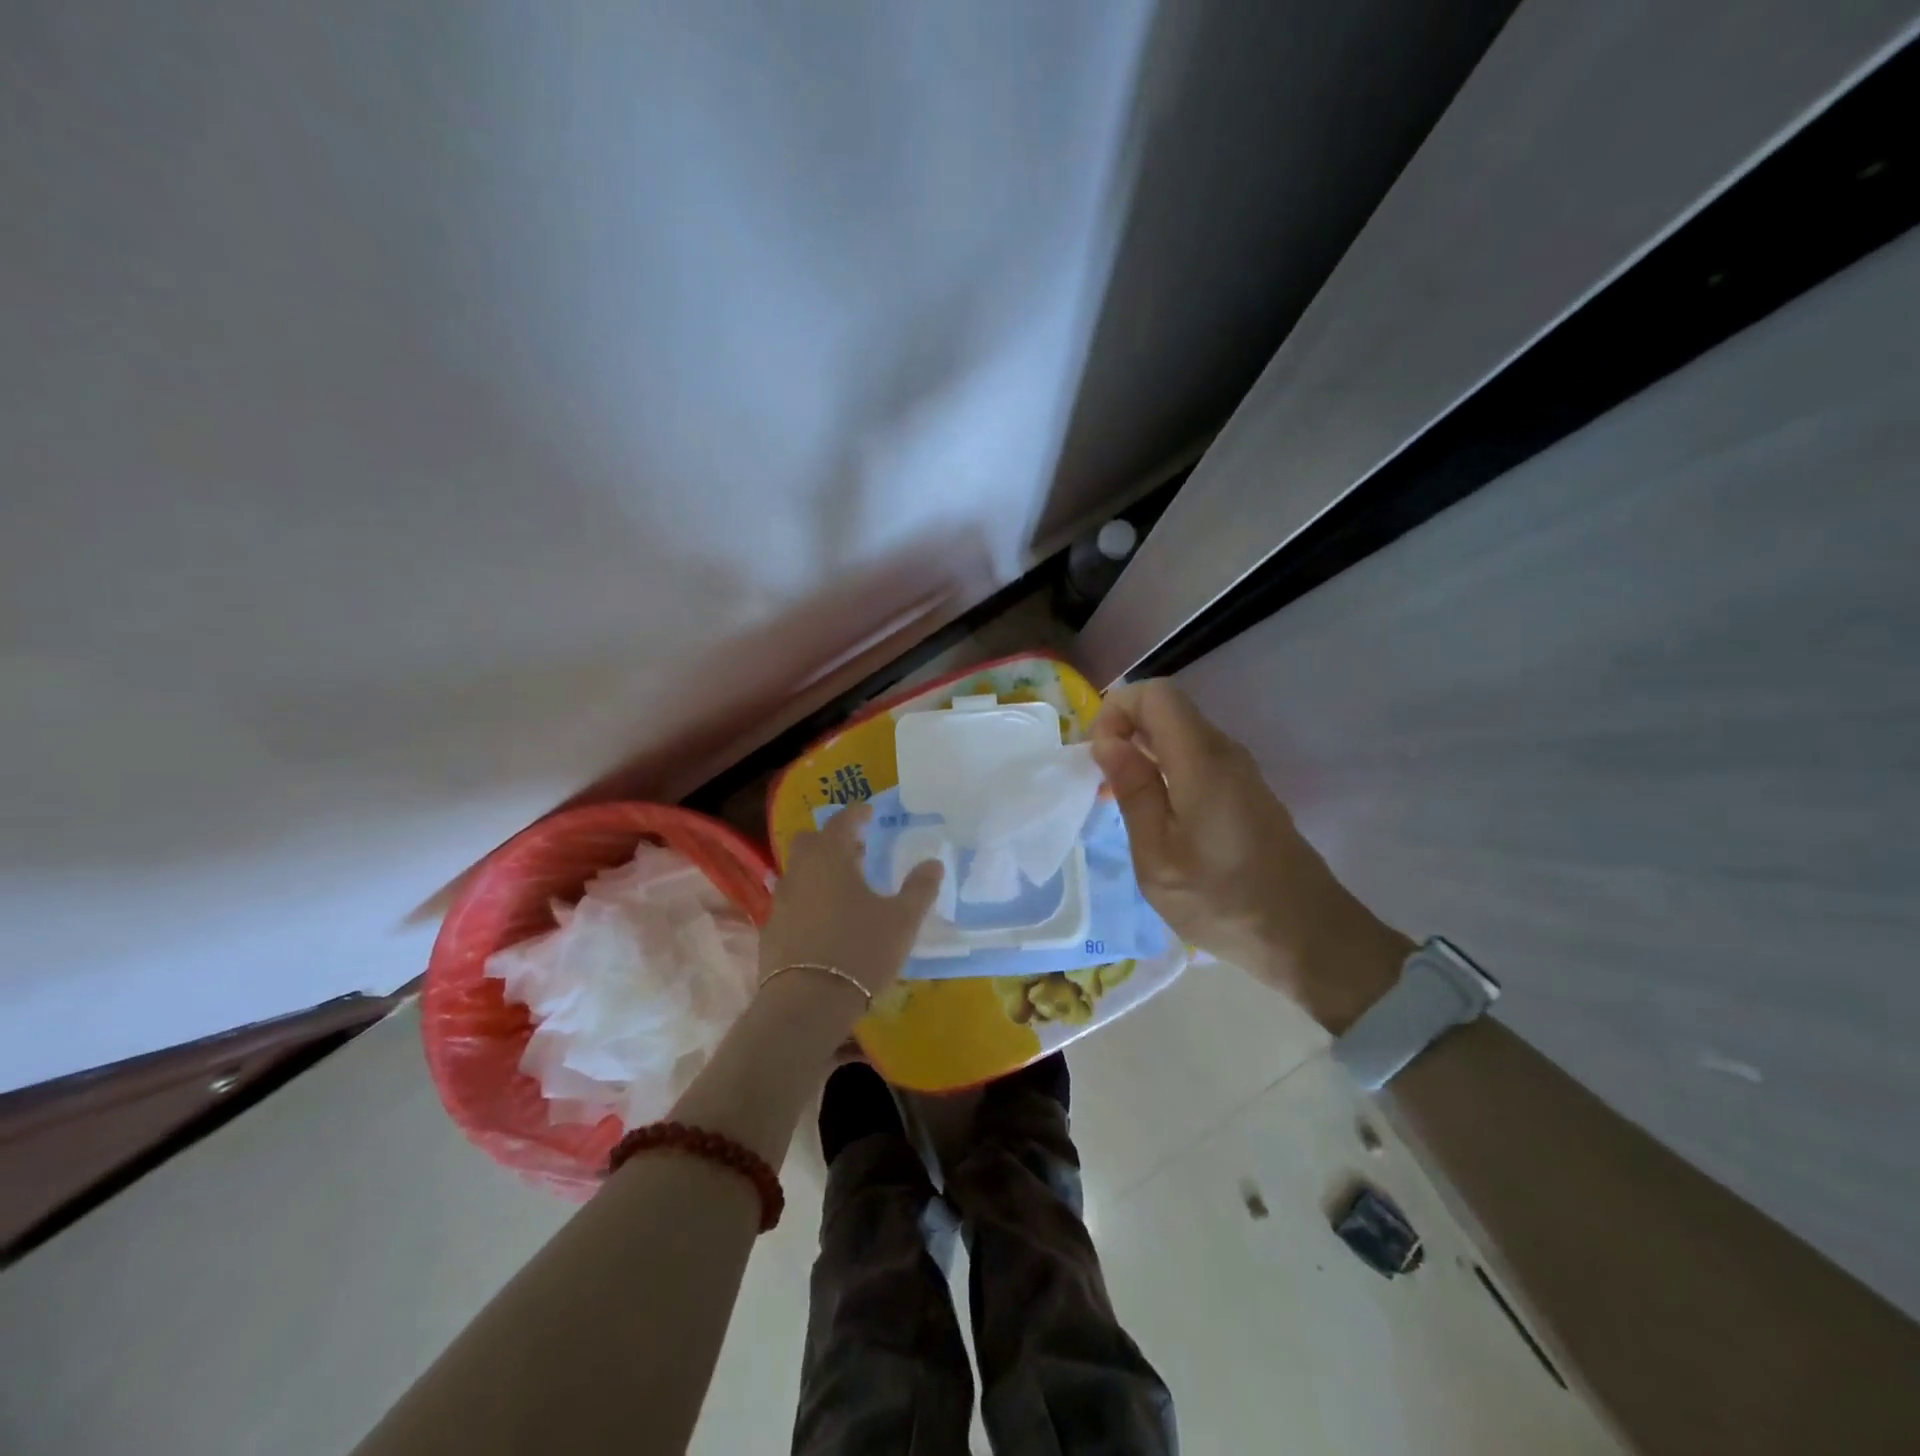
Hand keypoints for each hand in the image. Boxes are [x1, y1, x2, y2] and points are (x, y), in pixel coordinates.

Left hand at [757, 803, 943, 1023]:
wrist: (807, 1003)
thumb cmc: (860, 950)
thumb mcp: (902, 921)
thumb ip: (919, 889)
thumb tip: (933, 863)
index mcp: (831, 858)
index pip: (841, 822)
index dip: (856, 813)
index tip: (868, 812)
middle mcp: (801, 872)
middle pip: (810, 841)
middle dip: (831, 839)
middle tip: (856, 849)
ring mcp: (782, 901)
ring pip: (798, 871)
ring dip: (818, 869)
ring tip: (844, 886)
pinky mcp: (772, 929)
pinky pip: (791, 900)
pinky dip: (808, 898)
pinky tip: (825, 919)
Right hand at [1089, 680, 1410, 1032]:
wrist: (1307, 937)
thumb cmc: (1222, 902)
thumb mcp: (1158, 856)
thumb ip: (1133, 790)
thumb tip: (1106, 740)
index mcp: (1201, 760)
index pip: (1154, 693)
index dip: (1116, 711)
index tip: (1098, 759)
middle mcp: (1224, 752)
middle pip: (1166, 709)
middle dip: (1124, 731)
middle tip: (1100, 783)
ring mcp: (1239, 770)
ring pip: (1179, 734)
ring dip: (1142, 753)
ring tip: (1118, 801)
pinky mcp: (1245, 790)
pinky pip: (1195, 758)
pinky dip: (1164, 770)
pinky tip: (1153, 814)